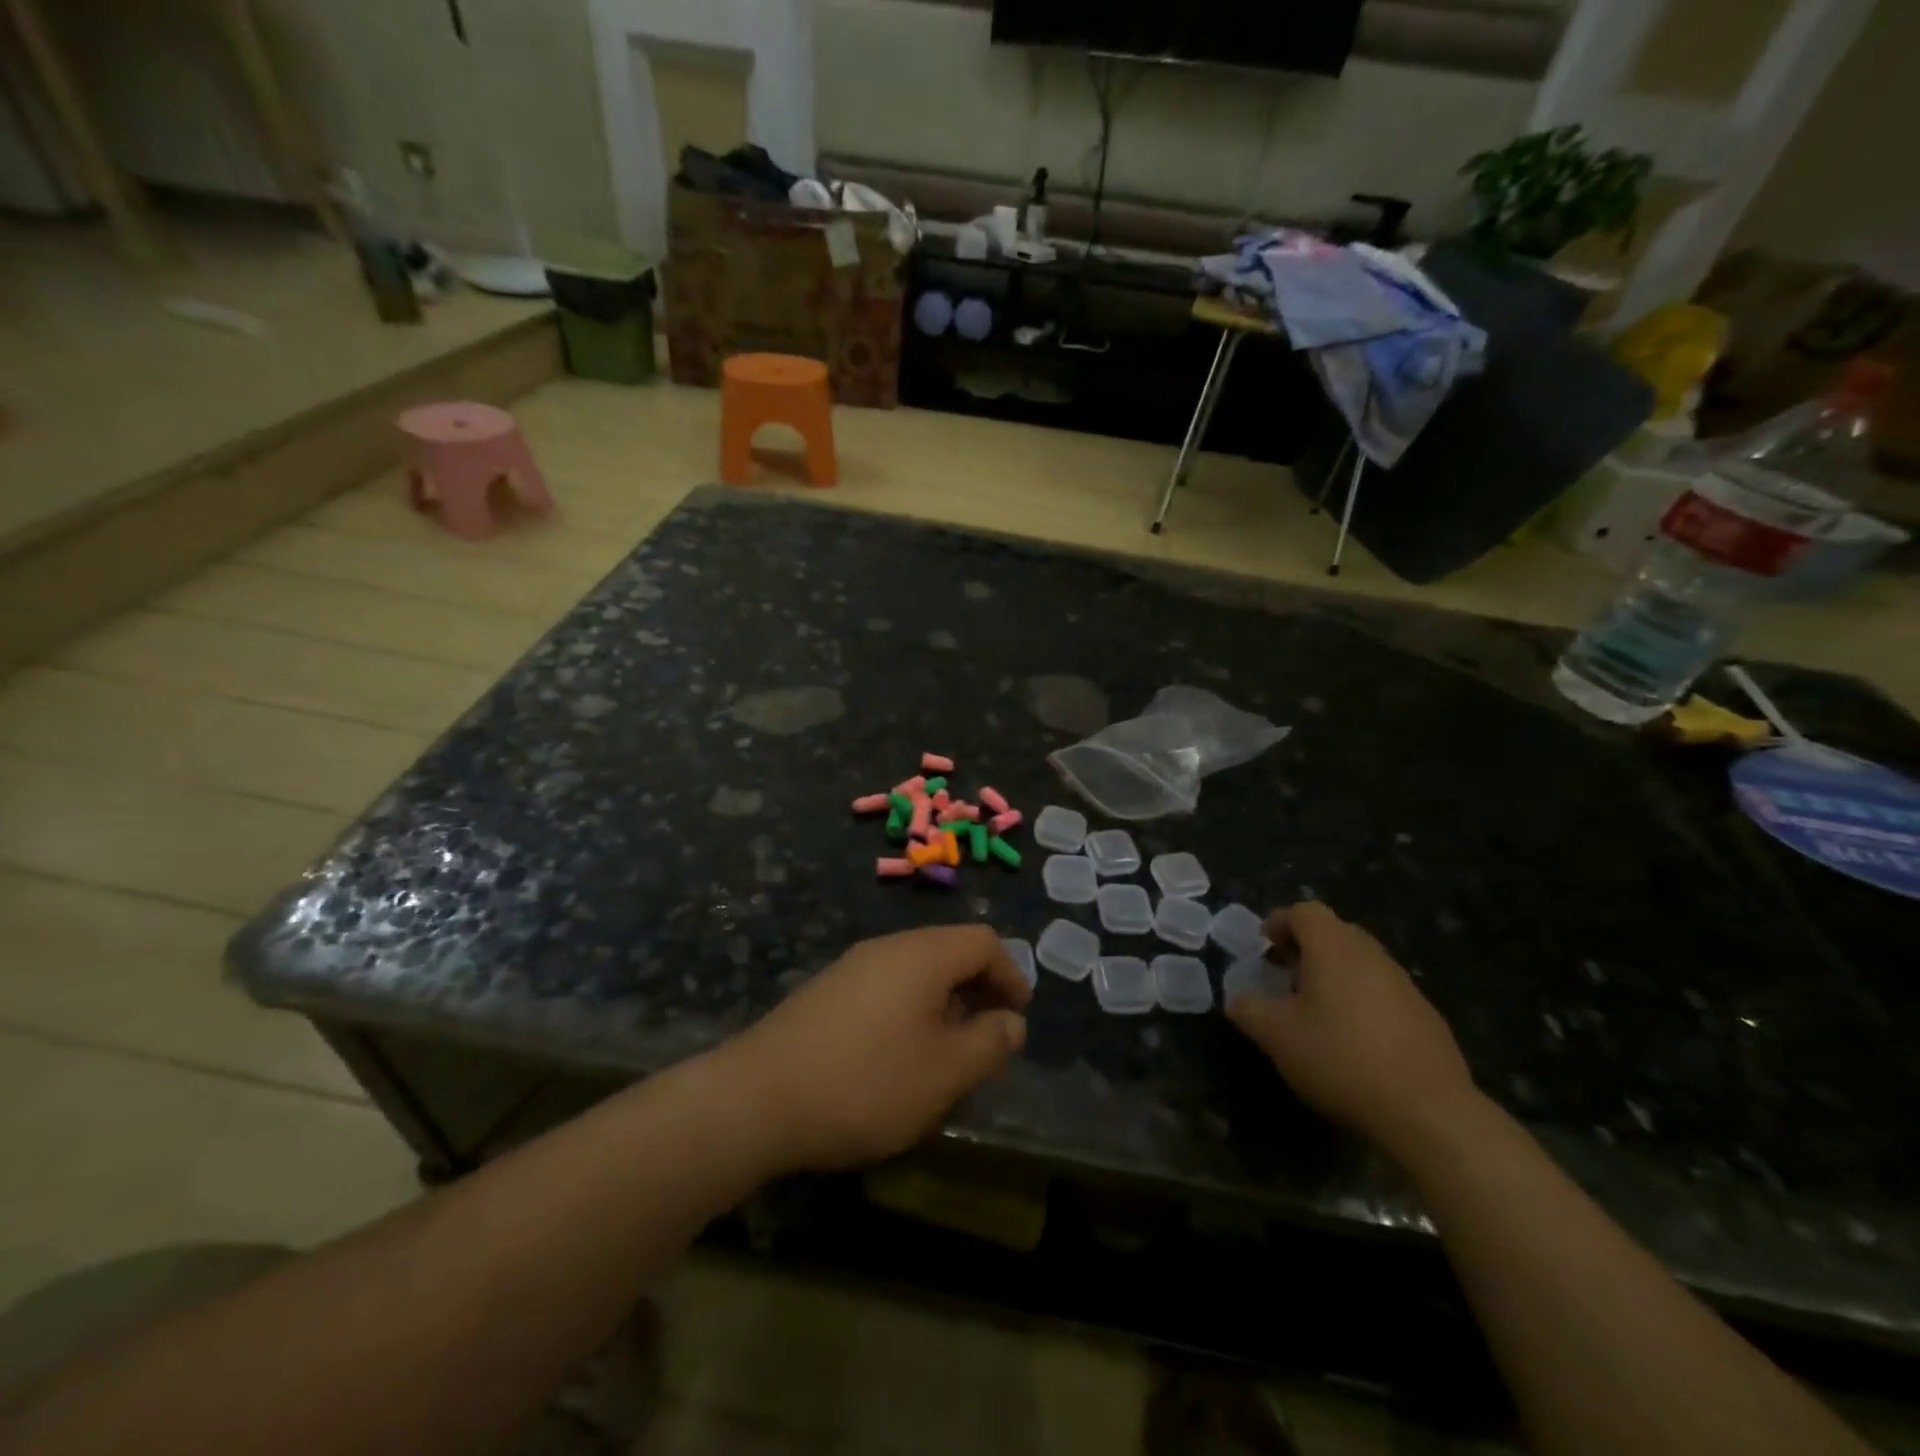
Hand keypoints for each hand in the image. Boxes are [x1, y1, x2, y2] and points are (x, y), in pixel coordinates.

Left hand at [722, 925, 1030, 1172]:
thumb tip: (1011, 1023)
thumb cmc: (866, 1082)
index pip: (983, 941)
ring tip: (948, 1053)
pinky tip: (898, 1058)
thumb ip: (988, 1043)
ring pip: (915, 972)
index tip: (1018, 1017)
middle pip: (948, 951)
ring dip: (943, 1003)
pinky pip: (885, 988)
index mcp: (922, 954)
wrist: (757, 1098)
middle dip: (978, 989)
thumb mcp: (945, 1072)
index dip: (1011, 975)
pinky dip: (909, 1011)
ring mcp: (851, 968)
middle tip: (988, 1037)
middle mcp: (887, 948)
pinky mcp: (825, 993)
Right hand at [1224, 902, 1478, 1151]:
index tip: (1263, 950)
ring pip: (1361, 963)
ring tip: (1316, 1013)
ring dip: (1335, 976)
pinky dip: (1362, 1003)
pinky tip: (1354, 1043)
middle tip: (1285, 978)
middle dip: (1306, 949)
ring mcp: (1405, 985)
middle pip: (1335, 933)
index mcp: (1334, 948)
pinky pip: (1384, 993)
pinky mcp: (1427, 1018)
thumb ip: (1249, 1009)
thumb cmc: (1340, 1058)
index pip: (1304, 912)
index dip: (1279, 923)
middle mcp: (1372, 955)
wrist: (1428, 1112)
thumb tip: (1238, 999)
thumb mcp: (1276, 1036)